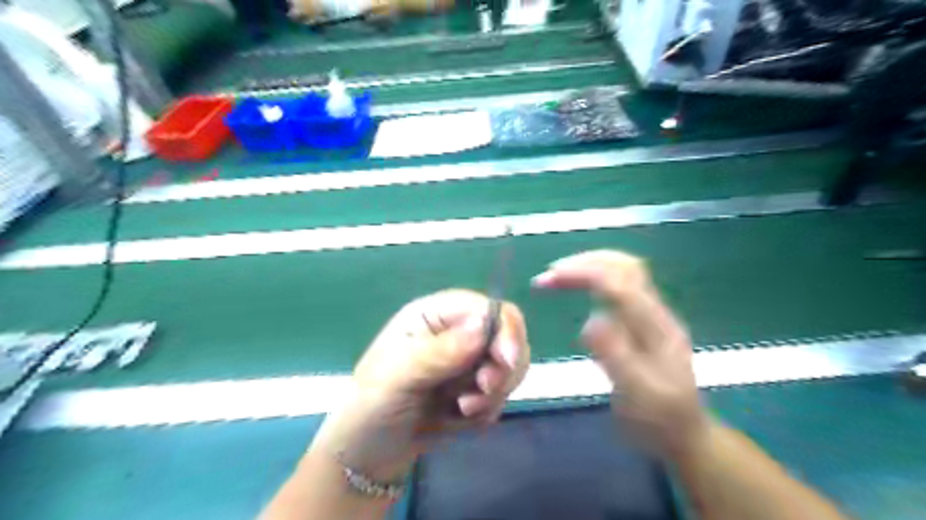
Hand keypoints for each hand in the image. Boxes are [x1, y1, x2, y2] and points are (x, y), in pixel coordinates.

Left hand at [312, 288, 527, 479]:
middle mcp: (455, 333)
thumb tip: (483, 327)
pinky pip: (500, 396)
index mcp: (433, 316)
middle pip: (505, 336)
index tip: (506, 361)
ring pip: (508, 369)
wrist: (368, 454)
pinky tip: (456, 420)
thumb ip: (440, 351)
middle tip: (481, 391)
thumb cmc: (373, 404)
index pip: (484, 307)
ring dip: (491, 394)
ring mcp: (467, 362)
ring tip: (460, 411)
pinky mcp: (474, 390)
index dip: (503, 328)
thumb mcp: (398, 376)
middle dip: (500, 368)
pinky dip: (484, 412)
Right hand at [532, 251, 705, 458]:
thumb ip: (616, 357)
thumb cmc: (659, 420)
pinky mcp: (642, 321)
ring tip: (556, 277)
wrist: (686, 434)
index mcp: (656, 328)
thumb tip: (590, 320)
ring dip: (587, 267)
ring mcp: (651, 315)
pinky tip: (575, 288)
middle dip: (584, 263)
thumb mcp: (638, 396)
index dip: (584, 273)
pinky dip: (592, 278)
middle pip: (624, 267)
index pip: (620, 283)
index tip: (549, 279)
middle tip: (549, 276)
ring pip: (622, 272)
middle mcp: (656, 313)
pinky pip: (618, 286)